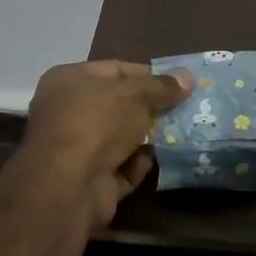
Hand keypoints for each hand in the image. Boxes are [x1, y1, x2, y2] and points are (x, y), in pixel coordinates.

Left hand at [21, 60, 191, 228]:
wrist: (69, 185)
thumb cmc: (97, 122)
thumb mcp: (135, 94)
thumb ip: (161, 86)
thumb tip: (188, 77)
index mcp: (68, 81)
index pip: (114, 70)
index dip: (147, 74)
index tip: (178, 81)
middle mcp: (67, 112)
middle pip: (118, 105)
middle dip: (151, 107)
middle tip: (185, 107)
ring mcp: (76, 149)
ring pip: (121, 138)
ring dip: (148, 137)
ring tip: (181, 131)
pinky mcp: (89, 180)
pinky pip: (121, 167)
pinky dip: (139, 164)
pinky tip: (160, 159)